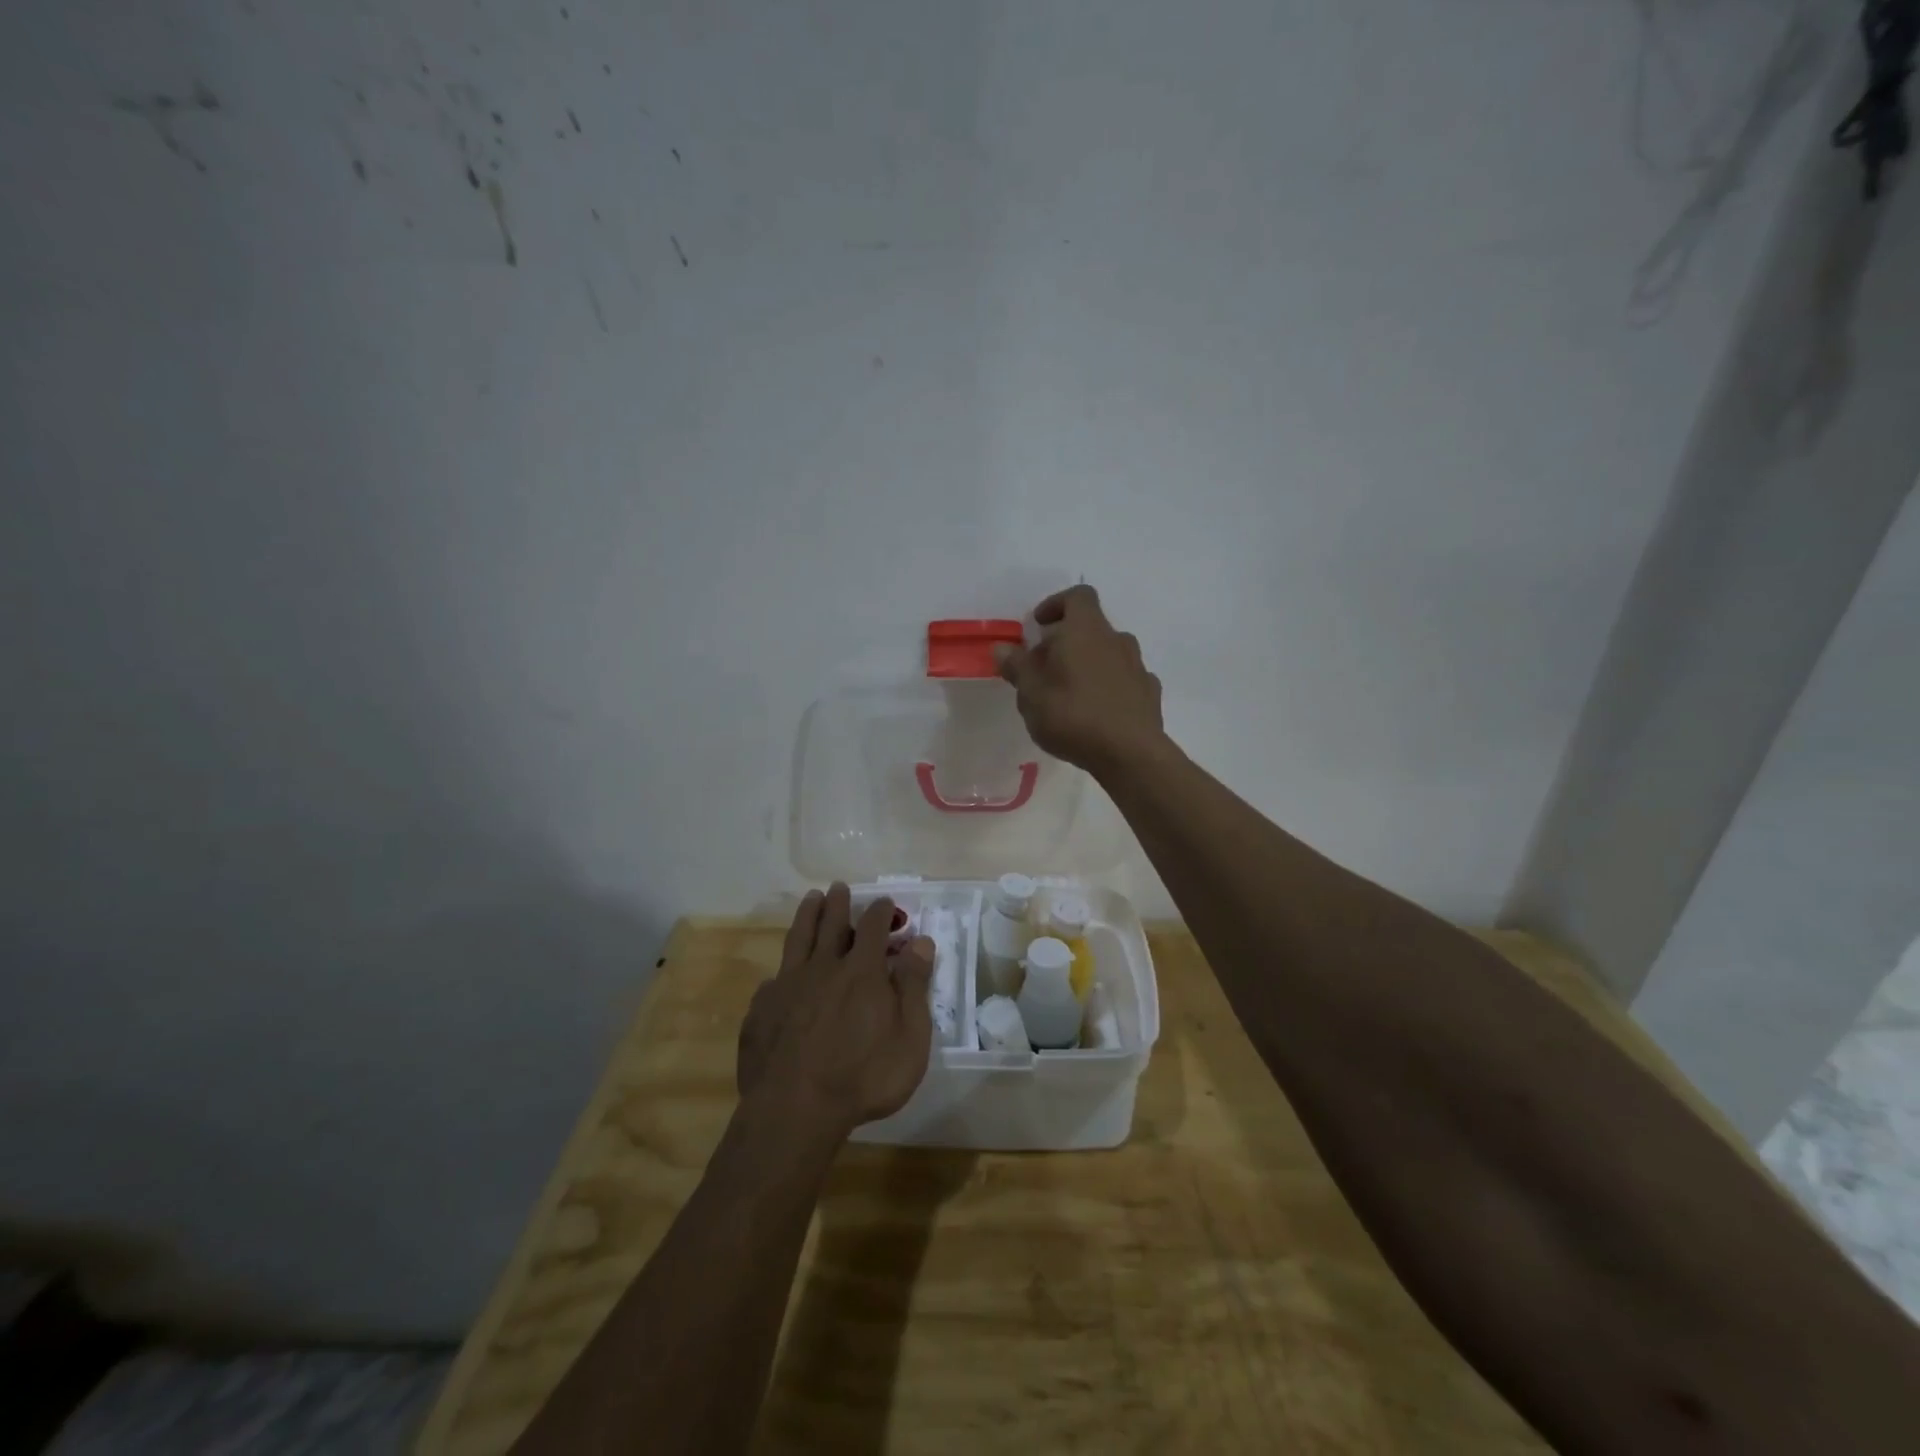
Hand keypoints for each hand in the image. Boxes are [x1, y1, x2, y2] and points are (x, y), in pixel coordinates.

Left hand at [738, 884, 935, 1135]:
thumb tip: (921, 941)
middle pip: (831, 925)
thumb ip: (915, 987)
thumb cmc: (864, 1077)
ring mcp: (787, 986)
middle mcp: (823, 968)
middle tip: (839, 887)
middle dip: (838, 903)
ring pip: (798, 940)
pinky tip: (779, 975)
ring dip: (806, 917)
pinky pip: (772, 982)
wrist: (795, 1110)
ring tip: (810, 900)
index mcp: (862, 972)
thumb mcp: (910, 1038)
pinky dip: (781, 972)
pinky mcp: (761, 1010)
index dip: (880, 912)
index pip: (873, 928)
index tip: (885, 902)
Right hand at [994, 584, 1166, 777]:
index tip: (1038, 625)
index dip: (1056, 604)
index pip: (1078, 596)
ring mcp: (1137, 666)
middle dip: (1066, 641)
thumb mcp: (1031, 694)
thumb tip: (1003, 647)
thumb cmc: (1073, 716)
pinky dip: (1109, 686)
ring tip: (1068, 693)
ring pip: (1109, 654)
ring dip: (1089, 664)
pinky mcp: (1149, 693)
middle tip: (1044, 667)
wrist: (1130, 754)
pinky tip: (1096, 711)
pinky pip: (1124, 679)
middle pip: (1091, 627)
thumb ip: (1017, 666)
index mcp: (1086, 630)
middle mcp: (1116, 640)